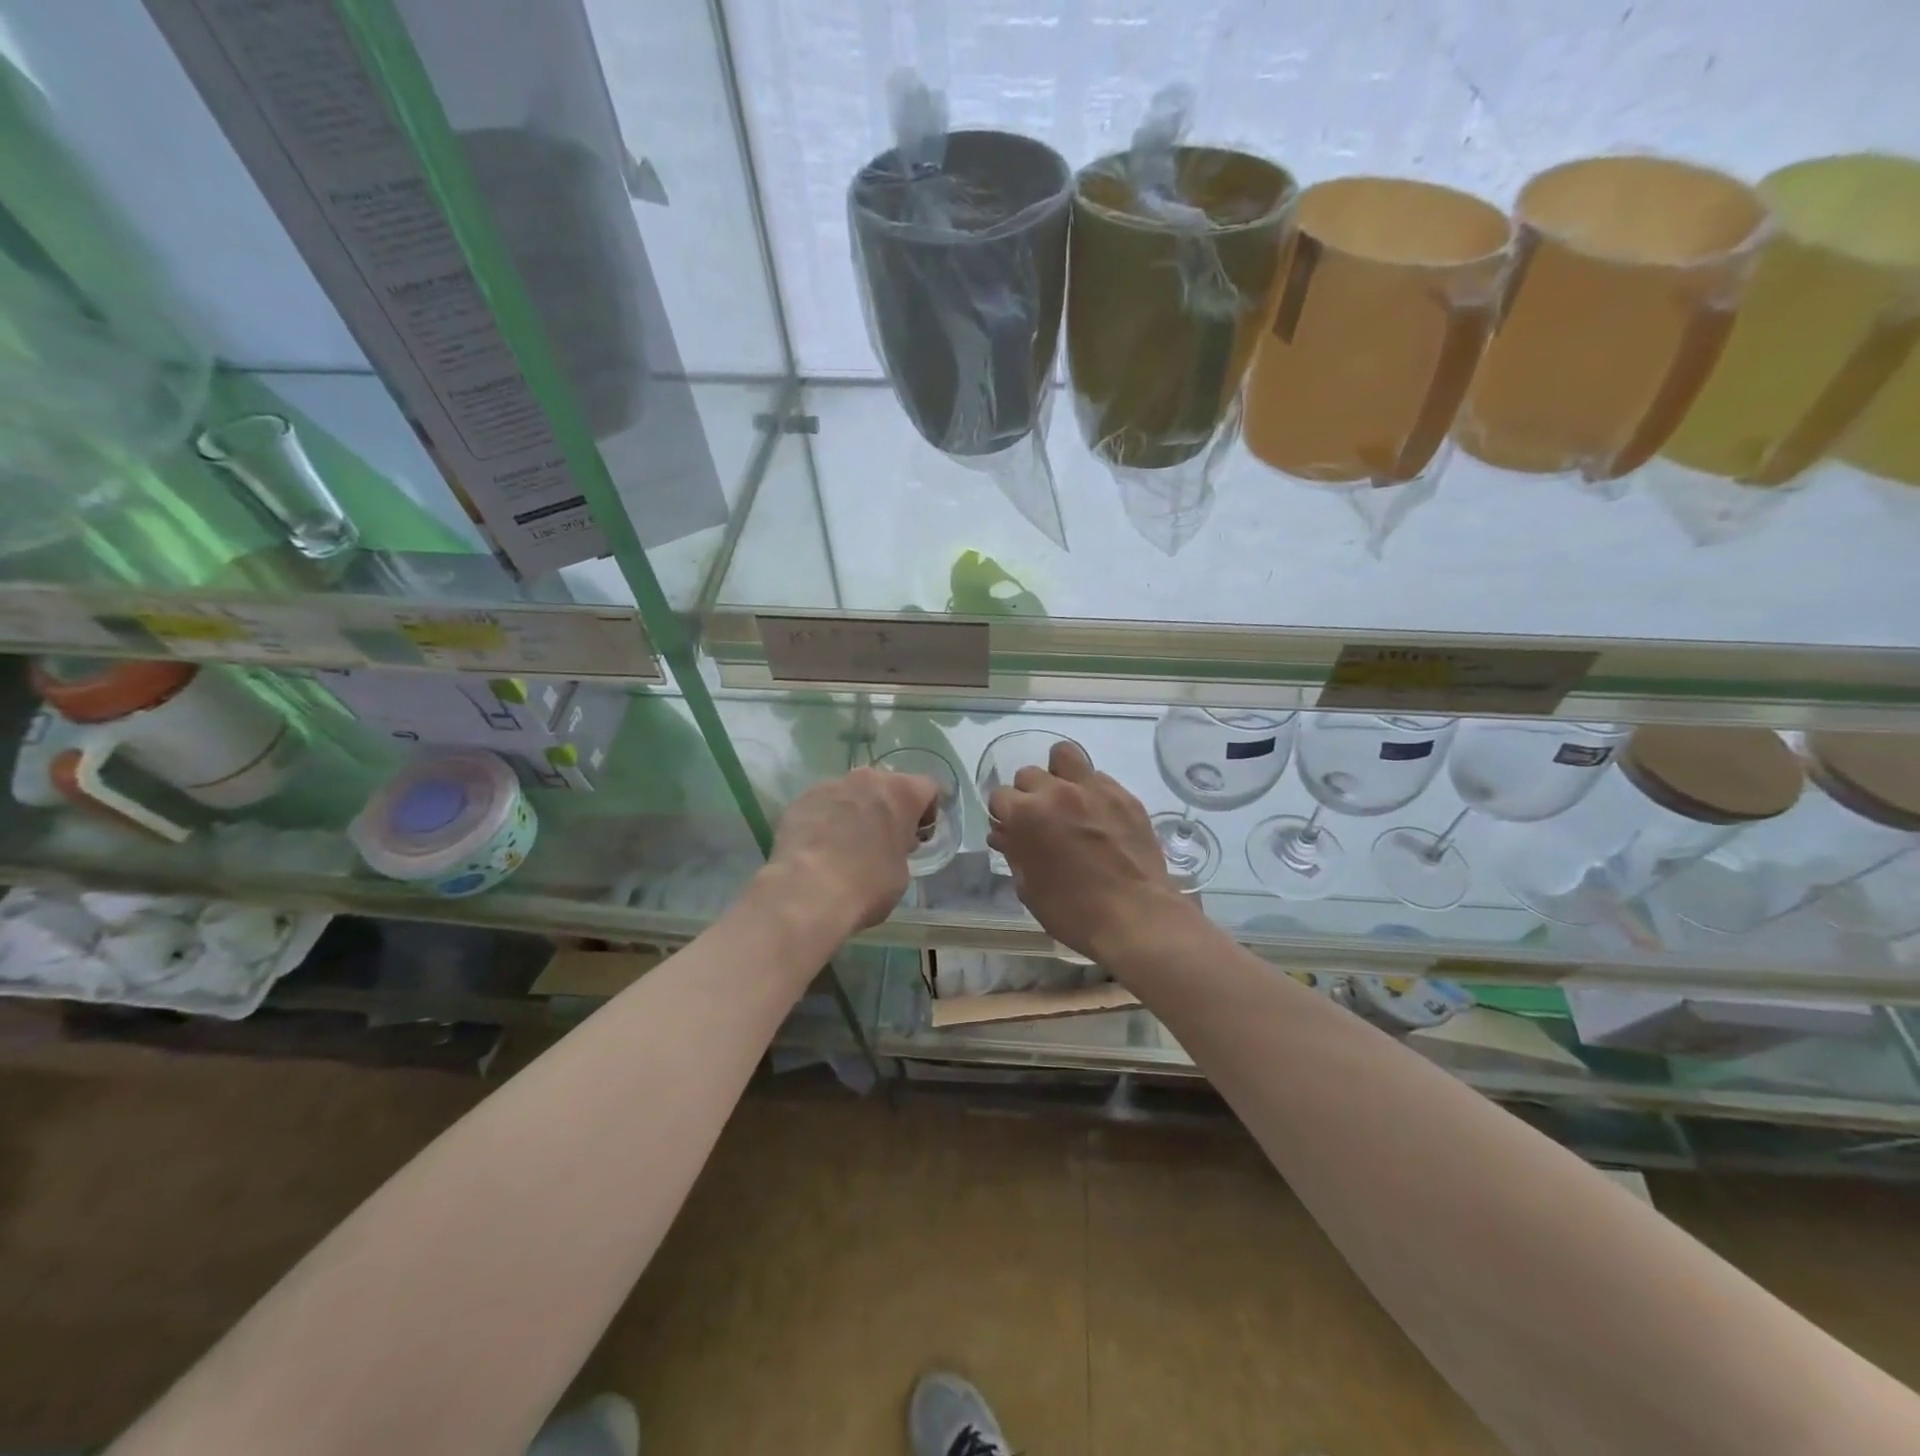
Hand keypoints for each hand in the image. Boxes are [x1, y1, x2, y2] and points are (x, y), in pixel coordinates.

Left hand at [758, 766, 936, 938]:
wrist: (807, 892)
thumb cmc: (867, 885)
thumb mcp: (901, 872)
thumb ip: (900, 847)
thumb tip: (888, 846)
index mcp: (901, 792)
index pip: (927, 788)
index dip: (927, 812)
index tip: (918, 837)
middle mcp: (867, 779)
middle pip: (886, 786)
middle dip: (887, 808)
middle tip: (883, 840)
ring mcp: (830, 785)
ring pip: (851, 793)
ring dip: (855, 811)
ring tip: (846, 845)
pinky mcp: (801, 800)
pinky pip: (823, 805)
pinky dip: (826, 820)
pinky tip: (821, 848)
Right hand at [986, 741, 1194, 961]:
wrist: (1136, 917)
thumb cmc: (1072, 911)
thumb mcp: (1029, 888)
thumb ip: (1014, 852)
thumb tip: (1003, 834)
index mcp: (1027, 814)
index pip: (999, 796)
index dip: (1003, 815)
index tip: (1011, 830)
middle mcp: (1057, 791)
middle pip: (1029, 774)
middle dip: (1028, 795)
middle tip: (1040, 820)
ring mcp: (1094, 789)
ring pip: (1064, 756)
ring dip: (1058, 774)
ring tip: (1065, 800)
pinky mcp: (1124, 795)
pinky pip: (1098, 778)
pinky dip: (1091, 791)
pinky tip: (1097, 816)